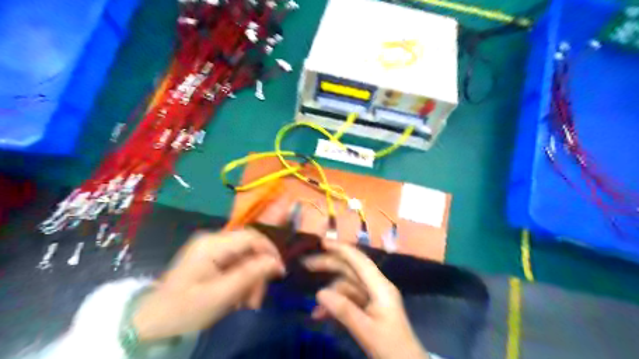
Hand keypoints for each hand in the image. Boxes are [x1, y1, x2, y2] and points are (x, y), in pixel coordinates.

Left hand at [131, 230, 284, 342]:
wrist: (152, 323)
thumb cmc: (184, 310)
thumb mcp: (221, 295)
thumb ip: (250, 275)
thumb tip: (277, 262)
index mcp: (212, 244)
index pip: (251, 236)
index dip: (269, 251)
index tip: (279, 273)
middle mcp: (212, 239)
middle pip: (249, 246)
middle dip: (258, 271)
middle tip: (256, 299)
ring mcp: (210, 248)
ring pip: (245, 256)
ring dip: (250, 278)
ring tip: (246, 302)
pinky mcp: (210, 257)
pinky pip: (236, 262)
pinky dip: (241, 279)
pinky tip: (238, 296)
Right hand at [302, 239, 428, 357]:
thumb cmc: (391, 347)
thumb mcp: (367, 330)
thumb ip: (344, 310)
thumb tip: (320, 293)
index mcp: (381, 286)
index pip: (359, 260)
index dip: (341, 249)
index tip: (322, 242)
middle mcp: (377, 286)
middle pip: (350, 269)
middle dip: (329, 266)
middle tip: (306, 264)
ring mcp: (373, 297)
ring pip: (347, 286)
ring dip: (330, 294)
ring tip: (314, 312)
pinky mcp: (369, 308)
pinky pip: (349, 300)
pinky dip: (336, 305)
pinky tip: (322, 316)